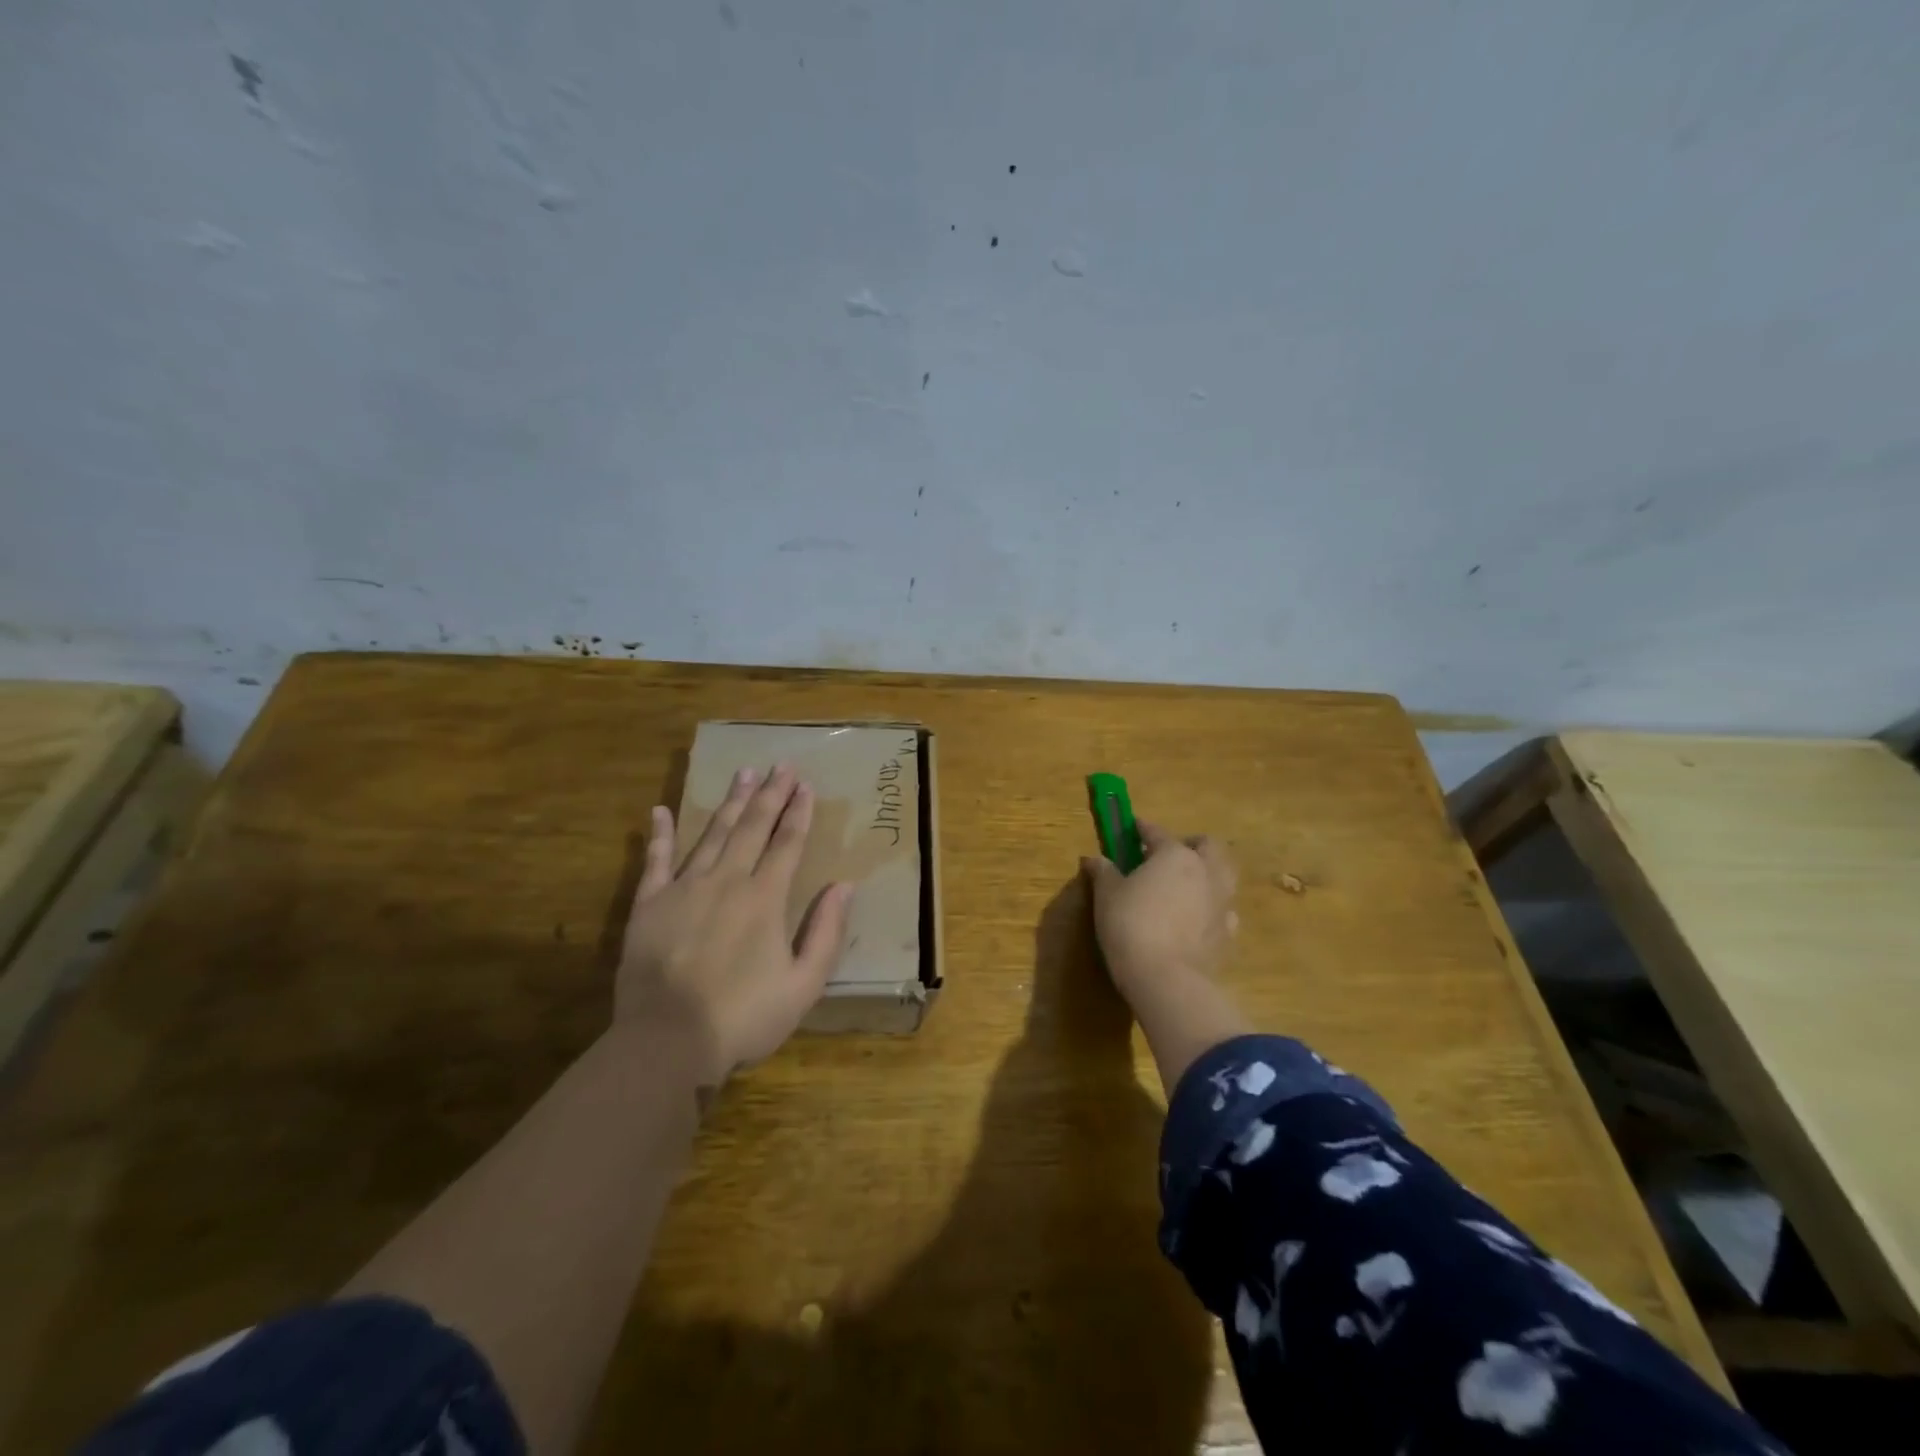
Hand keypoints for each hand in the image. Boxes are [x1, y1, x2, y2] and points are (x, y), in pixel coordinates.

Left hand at [618, 764, 852, 1082]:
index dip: (799, 812)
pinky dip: (658, 835)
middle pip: (752, 828)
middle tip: (780, 764)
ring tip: (743, 774)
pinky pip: (655, 862)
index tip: (806, 785)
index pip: (787, 844)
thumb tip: (844, 887)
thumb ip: (826, 933)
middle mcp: (727, 881)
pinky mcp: (649, 906)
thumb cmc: (743, 1017)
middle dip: (770, 794)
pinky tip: (659, 811)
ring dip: (731, 803)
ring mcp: (684, 889)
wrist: (667, 1042)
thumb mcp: (803, 985)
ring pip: (712, 834)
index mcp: (764, 898)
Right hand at [1083, 821, 1249, 1091]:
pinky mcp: (1228, 933)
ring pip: (1223, 876)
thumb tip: (1093, 858)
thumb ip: (1103, 872)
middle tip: (1169, 853)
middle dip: (1190, 844)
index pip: (1158, 833)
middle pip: (1208, 846)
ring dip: (1207, 873)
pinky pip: (1224, 910)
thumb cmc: (1130, 925)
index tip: (1134, 827)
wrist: (1166, 979)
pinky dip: (1212, 907)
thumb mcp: (1107, 895)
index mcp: (1175, 856)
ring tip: (1186, 884)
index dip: (1144, 829)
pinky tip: (1196, 918)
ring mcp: (1222, 903)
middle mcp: (1206, 872)